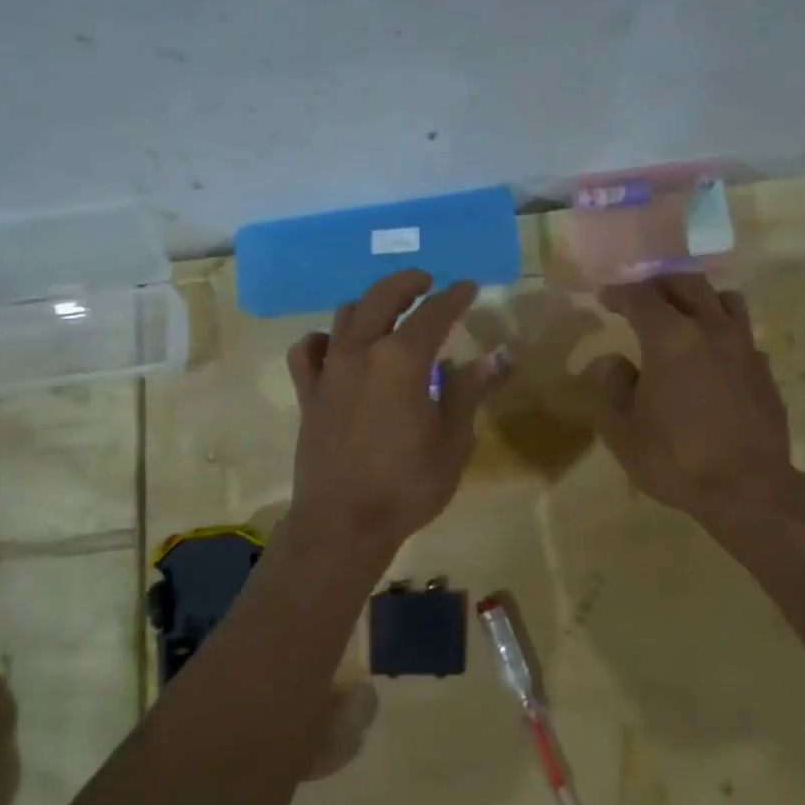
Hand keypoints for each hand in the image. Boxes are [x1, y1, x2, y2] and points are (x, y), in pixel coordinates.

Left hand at [286, 270, 508, 556]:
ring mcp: (329, 371)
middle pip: (381, 297)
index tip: (469, 287)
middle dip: (406, 283)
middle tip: (426, 282)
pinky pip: (308, 351)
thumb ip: (469, 390)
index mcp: (402, 360)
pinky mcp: (308, 394)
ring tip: (387, 312)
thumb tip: (496, 355)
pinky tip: (335, 347)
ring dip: (369, 305)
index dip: (454, 297)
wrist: (343, 523)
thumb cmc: (407, 484)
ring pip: (344, 316)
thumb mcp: (452, 440)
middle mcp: (361, 352)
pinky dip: (323, 340)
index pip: (433, 313)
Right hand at [582, 275, 804, 535]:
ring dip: (698, 297)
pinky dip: (721, 328)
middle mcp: (711, 330)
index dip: (620, 293)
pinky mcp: (764, 369)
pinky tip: (710, 352)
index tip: (605, 297)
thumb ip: (610, 387)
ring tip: (682, 312)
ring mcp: (744, 347)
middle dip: (659, 284)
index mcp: (671, 339)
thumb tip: (612, 361)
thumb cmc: (675, 459)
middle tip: (641, 295)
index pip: (641, 298)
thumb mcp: (622, 430)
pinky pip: (742, 331)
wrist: (748, 489)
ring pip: (725, 299)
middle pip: (687, 285)